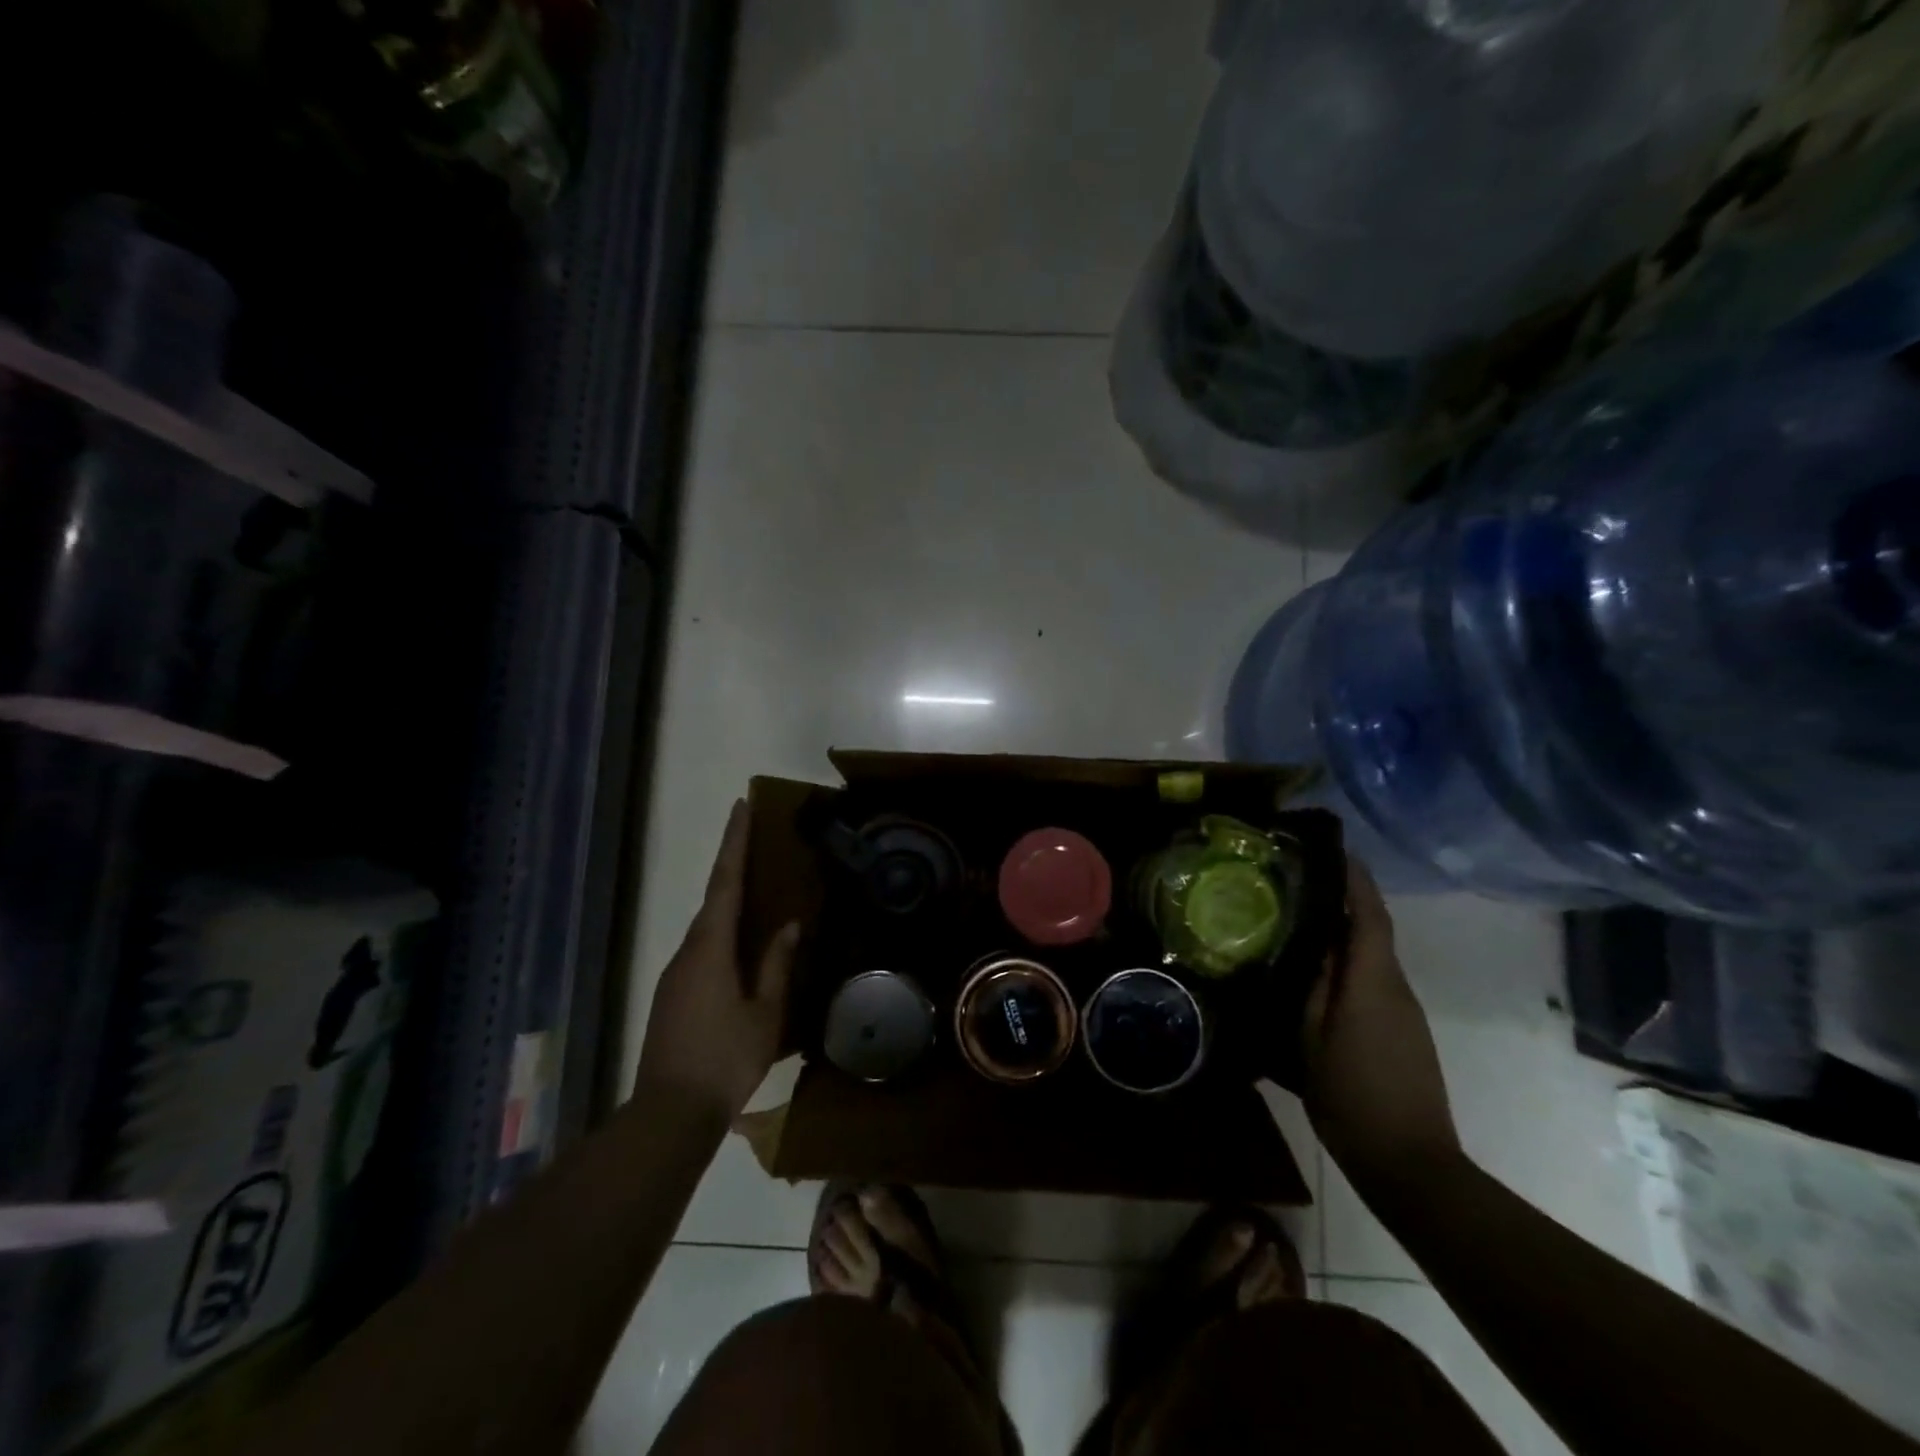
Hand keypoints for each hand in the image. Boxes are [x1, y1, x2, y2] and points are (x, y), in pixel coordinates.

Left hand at [635, 800, 799, 1119]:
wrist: (669, 1113)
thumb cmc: (726, 1058)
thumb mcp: (765, 1012)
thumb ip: (777, 964)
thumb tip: (790, 925)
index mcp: (710, 948)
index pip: (725, 882)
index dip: (734, 842)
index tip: (740, 806)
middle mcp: (687, 952)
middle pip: (713, 899)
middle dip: (732, 866)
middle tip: (756, 840)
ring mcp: (674, 974)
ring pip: (706, 927)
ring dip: (728, 902)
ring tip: (757, 890)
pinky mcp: (671, 995)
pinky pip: (701, 949)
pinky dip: (721, 933)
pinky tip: (740, 946)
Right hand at [1302, 856, 1461, 1197]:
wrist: (1412, 1165)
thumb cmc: (1351, 1097)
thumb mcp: (1310, 1039)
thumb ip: (1310, 986)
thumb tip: (1305, 942)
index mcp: (1373, 982)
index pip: (1370, 914)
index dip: (1355, 878)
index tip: (1332, 849)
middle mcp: (1396, 987)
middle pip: (1372, 930)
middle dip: (1341, 900)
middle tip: (1296, 882)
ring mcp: (1405, 1011)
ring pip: (1371, 956)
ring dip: (1343, 934)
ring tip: (1298, 922)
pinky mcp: (1405, 1031)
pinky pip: (1374, 980)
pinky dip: (1350, 964)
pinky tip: (1318, 974)